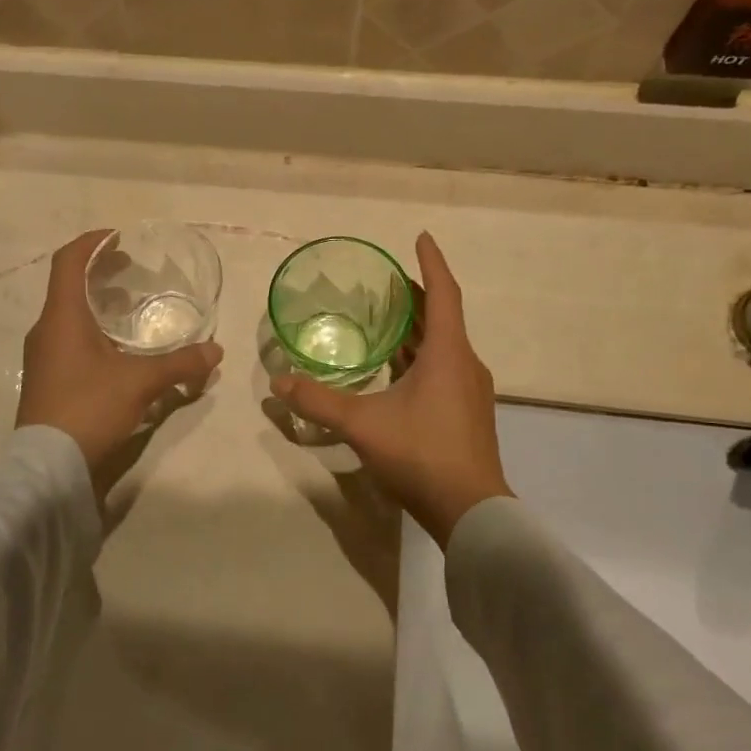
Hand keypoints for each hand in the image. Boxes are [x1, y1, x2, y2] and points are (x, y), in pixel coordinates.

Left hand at [16, 232, 222, 488]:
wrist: (46, 466)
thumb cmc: (89, 408)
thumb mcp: (140, 382)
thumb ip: (180, 364)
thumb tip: (215, 351)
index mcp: (62, 316)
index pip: (68, 260)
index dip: (92, 241)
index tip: (120, 237)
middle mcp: (47, 329)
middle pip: (69, 284)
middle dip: (99, 270)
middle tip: (131, 268)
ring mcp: (43, 355)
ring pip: (68, 312)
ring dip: (96, 301)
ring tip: (128, 304)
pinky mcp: (47, 378)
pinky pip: (68, 337)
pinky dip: (92, 328)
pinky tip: (117, 347)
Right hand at [271, 233, 510, 546]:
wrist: (472, 513)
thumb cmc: (422, 454)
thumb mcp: (363, 425)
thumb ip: (319, 401)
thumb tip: (278, 382)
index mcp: (448, 354)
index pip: (442, 294)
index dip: (431, 263)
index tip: (420, 237)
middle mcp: (464, 364)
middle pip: (442, 317)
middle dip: (417, 295)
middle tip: (386, 280)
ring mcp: (470, 390)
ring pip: (444, 344)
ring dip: (419, 327)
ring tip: (386, 316)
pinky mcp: (467, 412)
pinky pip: (444, 367)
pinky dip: (421, 354)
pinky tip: (397, 367)